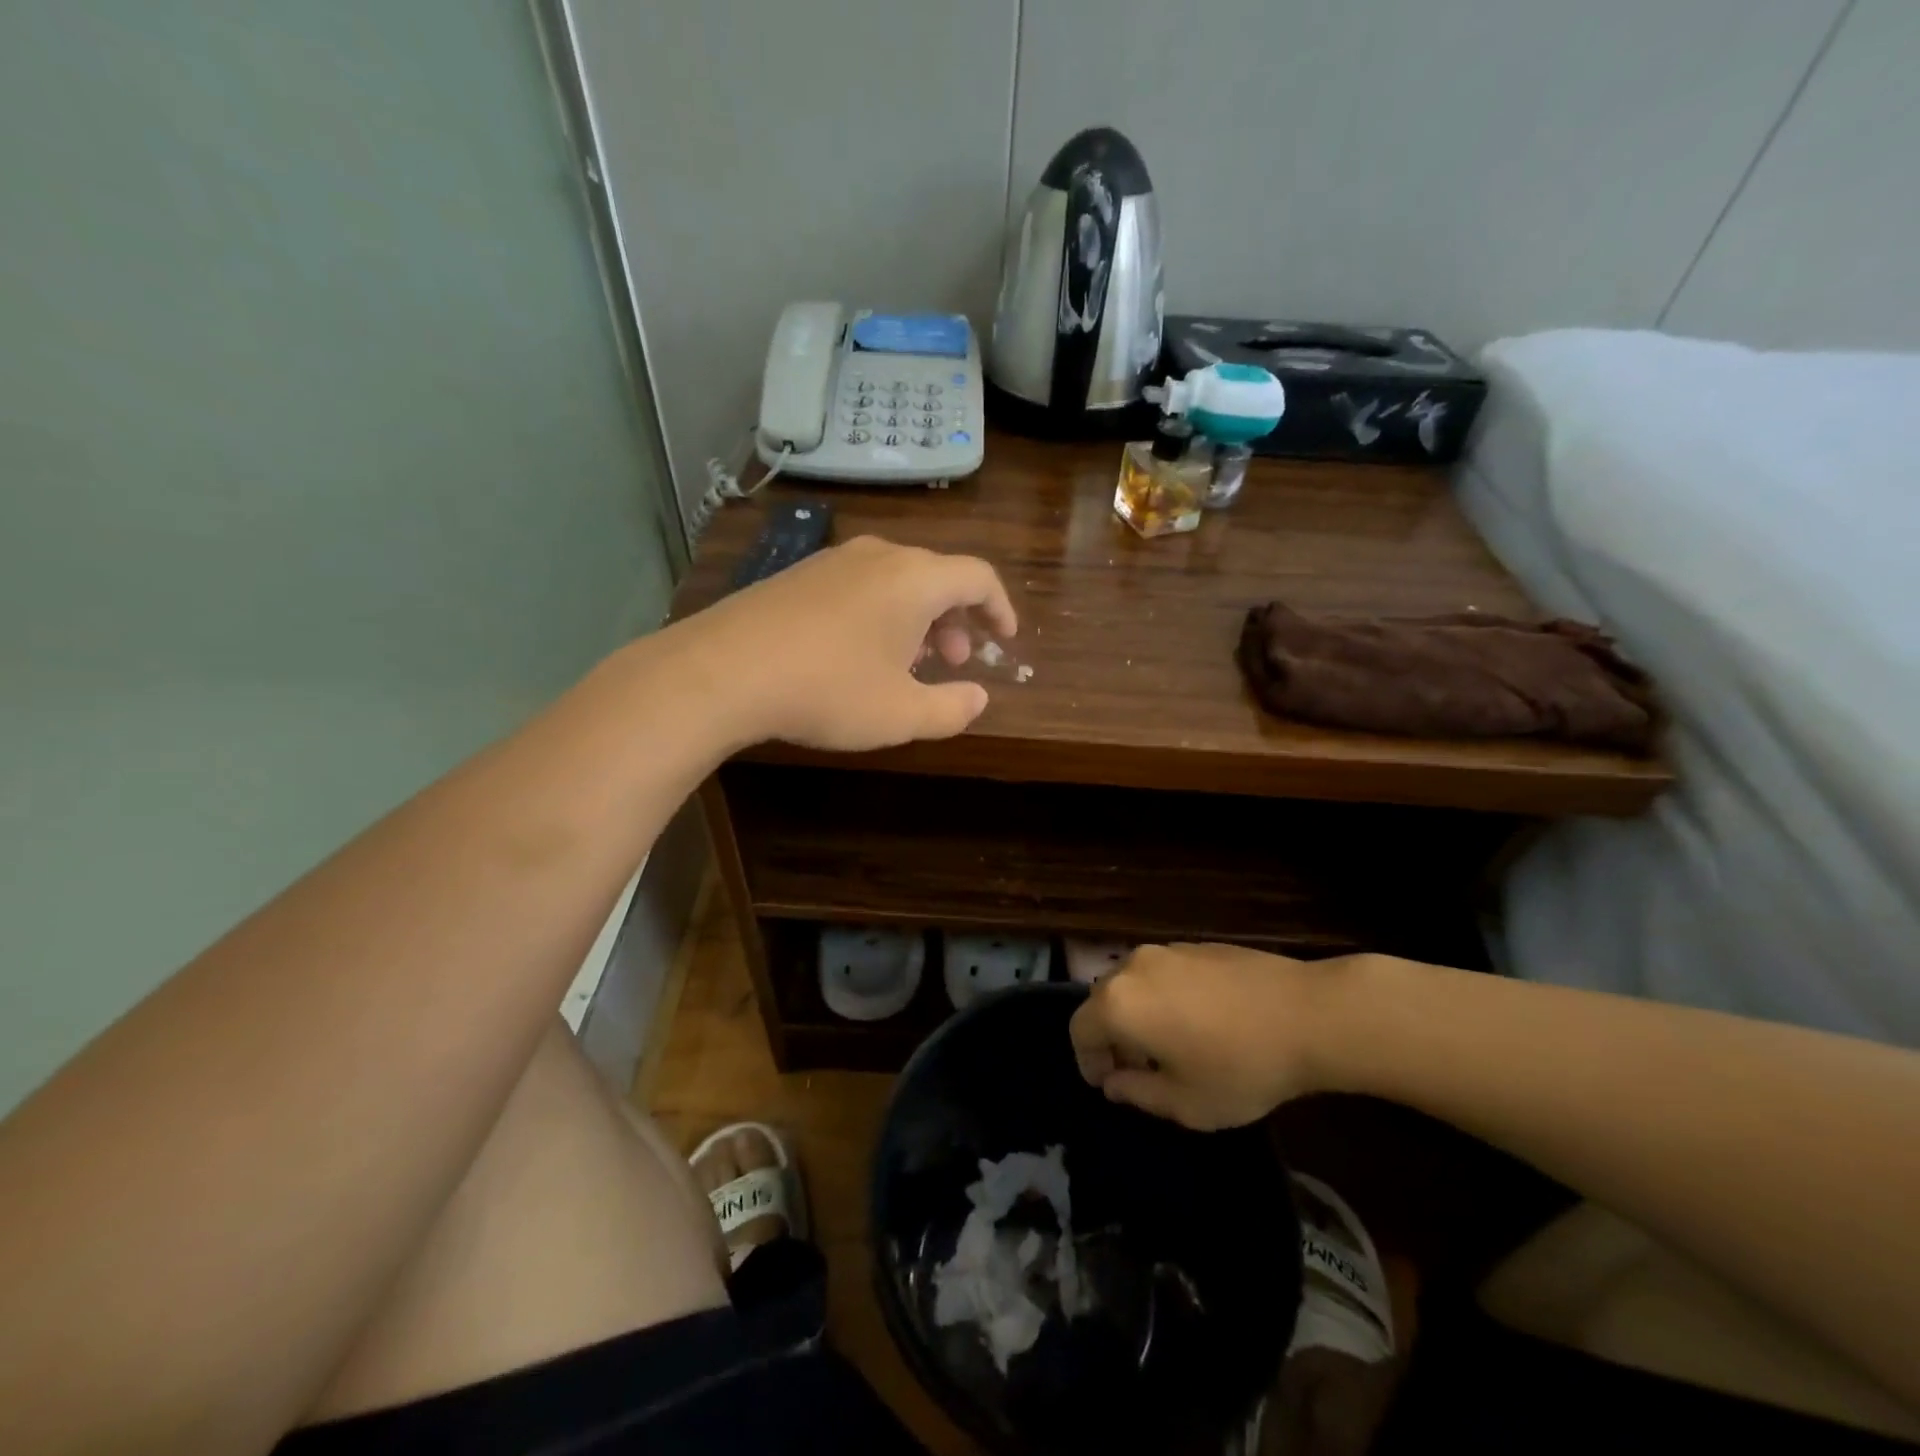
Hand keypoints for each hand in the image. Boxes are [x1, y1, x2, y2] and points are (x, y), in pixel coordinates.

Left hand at [671, 535, 1016, 752]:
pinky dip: (881, 614)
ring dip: (918, 619)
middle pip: (937, 576)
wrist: (722, 671)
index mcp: (915, 579)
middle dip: (957, 620)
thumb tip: (978, 699)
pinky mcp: (799, 575)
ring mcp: (833, 560)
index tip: (1004, 639)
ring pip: (897, 581)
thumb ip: (952, 708)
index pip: (978, 578)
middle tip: (954, 661)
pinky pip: (860, 586)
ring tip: (909, 662)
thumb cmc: (828, 690)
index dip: (1000, 608)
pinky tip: (860, 654)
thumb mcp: (901, 714)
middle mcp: (878, 556)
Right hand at [1070, 943, 1360, 1129]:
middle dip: (1111, 1037)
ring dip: (1138, 1014)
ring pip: (1133, 984)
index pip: (1079, 1030)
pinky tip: (1201, 1022)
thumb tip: (1114, 1081)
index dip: (1087, 1061)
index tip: (1108, 1085)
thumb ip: (1136, 1093)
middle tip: (1138, 1070)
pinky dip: (1164, 997)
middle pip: (1102, 1002)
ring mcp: (1166, 951)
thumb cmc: (1240, 1066)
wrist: (1308, 1014)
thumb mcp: (1186, 1103)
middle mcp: (1133, 967)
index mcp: (1119, 1004)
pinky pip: (1163, 973)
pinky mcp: (1196, 945)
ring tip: (1171, 1046)